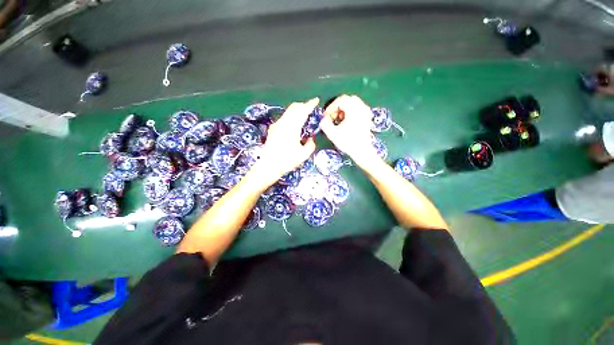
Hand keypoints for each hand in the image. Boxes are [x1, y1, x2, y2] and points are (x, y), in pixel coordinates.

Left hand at [248, 98, 318, 187]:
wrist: (268, 166)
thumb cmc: (286, 161)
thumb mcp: (303, 155)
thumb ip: (310, 145)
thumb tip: (311, 139)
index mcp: (292, 127)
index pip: (303, 111)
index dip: (310, 104)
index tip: (316, 100)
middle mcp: (283, 123)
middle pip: (294, 107)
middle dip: (303, 105)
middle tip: (311, 109)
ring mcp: (277, 125)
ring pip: (288, 112)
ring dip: (297, 111)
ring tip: (303, 116)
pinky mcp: (273, 129)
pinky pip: (284, 118)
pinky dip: (291, 116)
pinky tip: (293, 125)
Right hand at [321, 95, 379, 167]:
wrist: (362, 151)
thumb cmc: (348, 142)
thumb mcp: (332, 134)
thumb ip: (324, 124)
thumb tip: (323, 118)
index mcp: (354, 109)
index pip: (340, 100)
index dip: (330, 107)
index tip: (325, 116)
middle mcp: (361, 107)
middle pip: (346, 100)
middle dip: (337, 107)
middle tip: (331, 117)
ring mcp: (366, 111)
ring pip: (352, 103)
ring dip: (343, 109)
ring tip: (338, 120)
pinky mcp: (367, 117)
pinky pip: (357, 108)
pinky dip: (349, 112)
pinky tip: (346, 121)